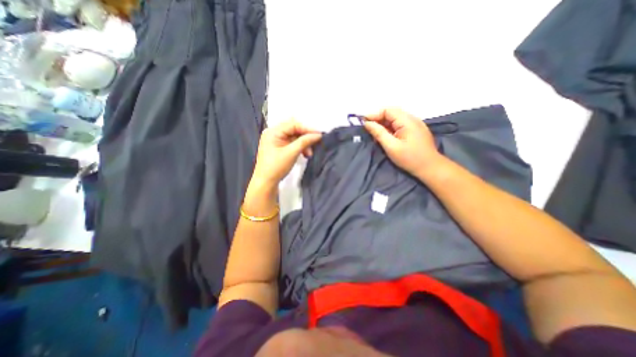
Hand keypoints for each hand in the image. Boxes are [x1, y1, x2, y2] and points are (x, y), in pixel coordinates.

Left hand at [254, 120, 322, 185]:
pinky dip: (299, 148)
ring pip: (294, 137)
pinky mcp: (278, 148)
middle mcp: (273, 133)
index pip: (293, 124)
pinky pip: (291, 144)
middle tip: (315, 144)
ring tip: (309, 153)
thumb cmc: (276, 167)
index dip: (307, 128)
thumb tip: (318, 135)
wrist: (266, 183)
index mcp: (273, 132)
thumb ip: (304, 141)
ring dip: (303, 144)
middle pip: (293, 130)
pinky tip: (305, 154)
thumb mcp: (291, 153)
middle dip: (305, 137)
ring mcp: (275, 141)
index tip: (319, 135)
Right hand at [360, 106, 442, 176]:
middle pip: (392, 113)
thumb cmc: (409, 158)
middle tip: (368, 129)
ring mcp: (415, 124)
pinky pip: (400, 125)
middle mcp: (412, 118)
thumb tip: (367, 123)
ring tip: (375, 134)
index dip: (374, 114)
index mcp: (407, 121)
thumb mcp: (391, 147)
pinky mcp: (415, 130)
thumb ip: (379, 133)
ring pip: (395, 119)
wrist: (430, 167)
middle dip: (378, 119)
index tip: (363, 122)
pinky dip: (390, 128)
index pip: (388, 110)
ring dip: (384, 124)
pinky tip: (386, 137)